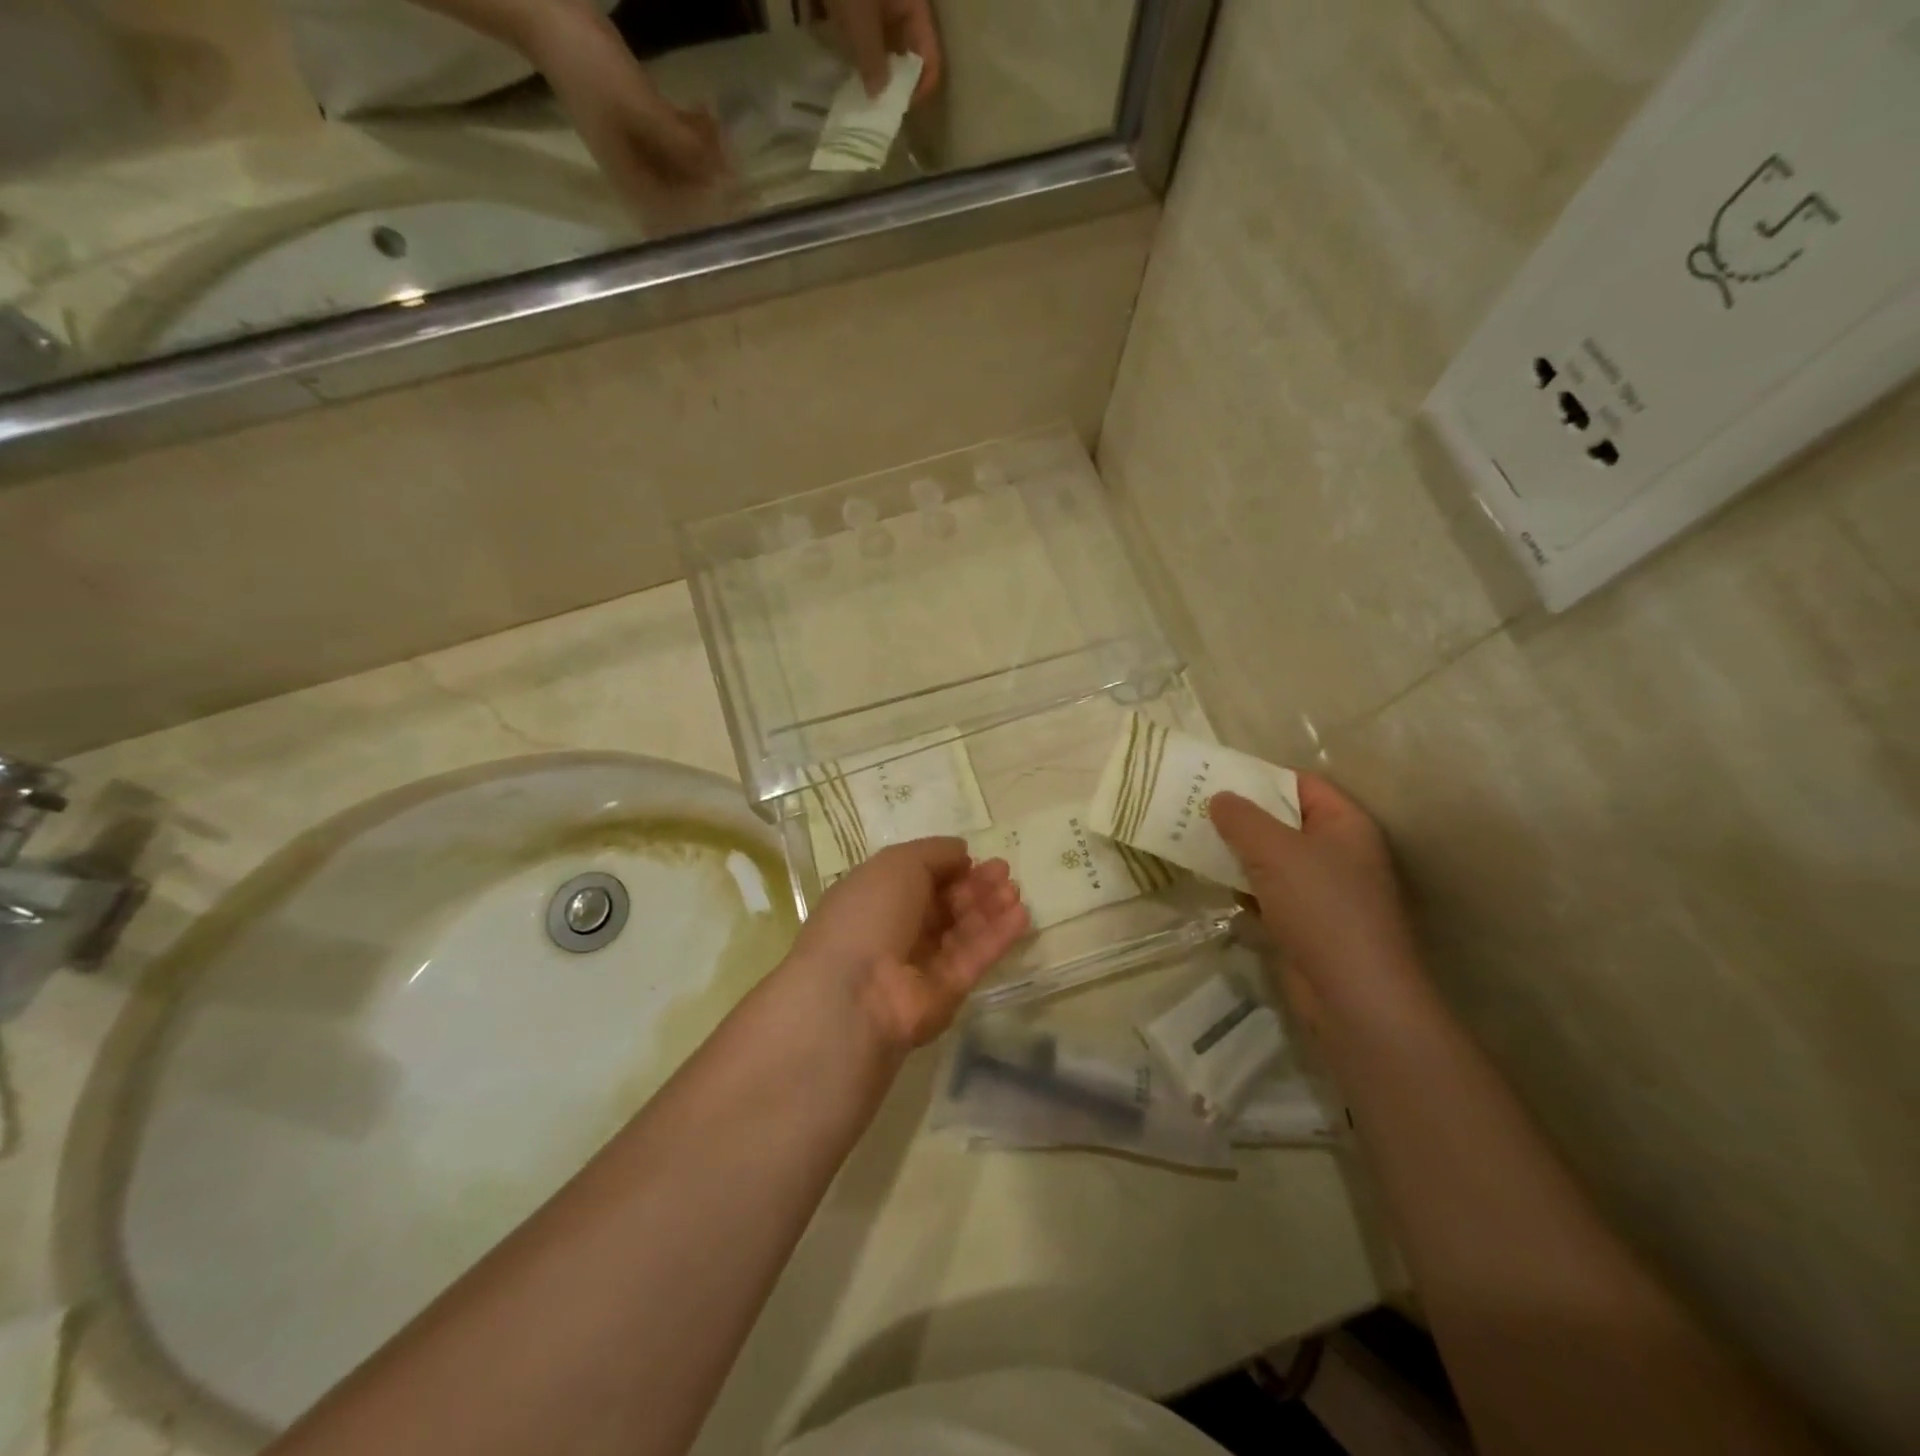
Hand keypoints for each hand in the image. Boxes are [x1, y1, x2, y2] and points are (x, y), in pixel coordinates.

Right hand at [523, 1, 728, 226]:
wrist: (547, 16)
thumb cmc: (591, 68)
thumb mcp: (643, 111)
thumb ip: (682, 147)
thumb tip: (723, 177)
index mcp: (635, 186)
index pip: (684, 215)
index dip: (712, 204)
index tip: (734, 183)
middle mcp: (639, 178)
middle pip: (687, 192)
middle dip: (712, 173)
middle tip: (729, 145)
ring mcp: (638, 150)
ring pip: (685, 164)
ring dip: (705, 149)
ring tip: (715, 120)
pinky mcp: (640, 123)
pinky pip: (675, 138)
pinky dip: (692, 130)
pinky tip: (704, 110)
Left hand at [791, 839, 1028, 1051]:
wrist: (856, 992)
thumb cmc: (869, 913)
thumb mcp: (898, 863)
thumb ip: (934, 853)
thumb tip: (961, 852)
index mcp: (875, 898)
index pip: (918, 879)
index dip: (948, 868)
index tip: (975, 858)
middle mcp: (896, 930)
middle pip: (944, 905)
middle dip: (975, 886)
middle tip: (1005, 872)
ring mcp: (921, 964)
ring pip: (962, 931)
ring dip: (990, 909)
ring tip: (1014, 891)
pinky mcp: (946, 993)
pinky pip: (974, 959)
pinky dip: (996, 937)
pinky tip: (1020, 916)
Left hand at [818, 0, 942, 102]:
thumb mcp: (860, 19)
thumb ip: (872, 59)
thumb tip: (879, 95)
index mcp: (914, 6)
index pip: (929, 58)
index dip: (918, 88)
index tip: (897, 108)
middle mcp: (900, 4)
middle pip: (903, 53)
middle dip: (888, 78)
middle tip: (870, 102)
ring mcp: (877, 0)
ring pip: (879, 42)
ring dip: (866, 62)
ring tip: (850, 81)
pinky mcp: (854, 0)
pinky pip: (858, 27)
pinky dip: (848, 41)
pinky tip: (834, 51)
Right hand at [1210, 775, 1426, 1030]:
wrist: (1352, 995)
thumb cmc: (1321, 908)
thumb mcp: (1276, 851)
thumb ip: (1243, 819)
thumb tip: (1218, 797)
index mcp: (1345, 824)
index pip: (1301, 784)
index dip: (1261, 778)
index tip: (1216, 778)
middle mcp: (1338, 852)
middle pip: (1284, 821)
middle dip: (1242, 817)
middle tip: (1194, 808)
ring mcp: (1324, 891)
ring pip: (1273, 859)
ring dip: (1238, 853)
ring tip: (1193, 841)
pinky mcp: (1306, 923)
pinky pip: (1269, 892)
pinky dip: (1245, 888)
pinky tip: (1216, 884)